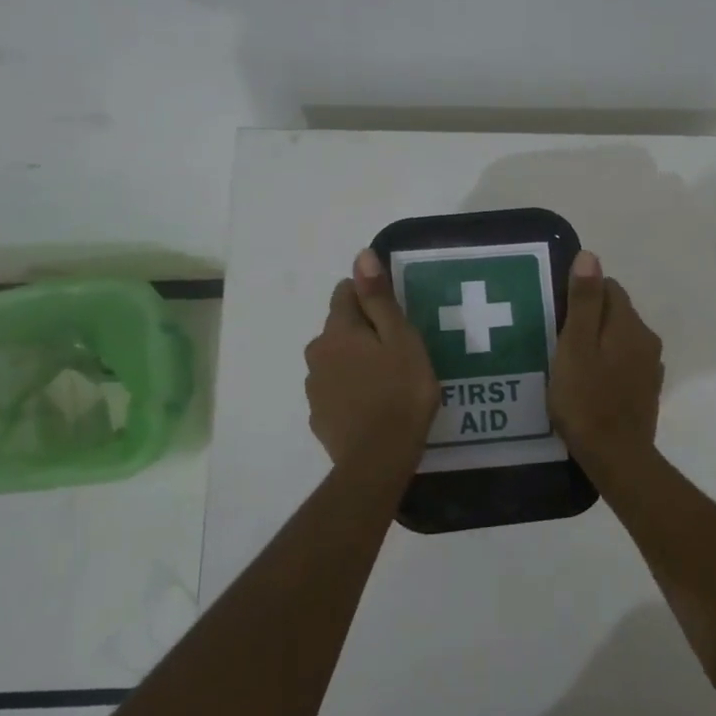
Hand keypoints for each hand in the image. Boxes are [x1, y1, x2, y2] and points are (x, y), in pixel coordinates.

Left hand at [305, 249, 440, 468]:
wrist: (378, 459)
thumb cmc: (400, 393)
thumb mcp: (401, 339)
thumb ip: (379, 298)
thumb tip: (361, 255)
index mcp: (338, 330)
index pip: (345, 292)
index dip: (371, 298)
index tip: (396, 317)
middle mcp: (317, 352)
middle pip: (340, 328)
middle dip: (364, 332)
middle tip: (398, 352)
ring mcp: (315, 386)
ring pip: (336, 359)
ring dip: (356, 362)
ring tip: (388, 382)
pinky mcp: (319, 415)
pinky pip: (335, 390)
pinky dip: (350, 391)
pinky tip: (373, 406)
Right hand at [549, 251, 664, 466]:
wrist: (616, 457)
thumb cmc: (586, 400)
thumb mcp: (575, 346)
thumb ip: (584, 301)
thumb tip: (590, 256)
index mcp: (630, 325)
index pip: (609, 287)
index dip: (581, 294)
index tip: (557, 314)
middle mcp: (647, 340)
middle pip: (616, 313)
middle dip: (590, 319)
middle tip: (557, 340)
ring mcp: (650, 368)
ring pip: (620, 340)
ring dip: (598, 343)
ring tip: (569, 363)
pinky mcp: (646, 391)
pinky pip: (624, 364)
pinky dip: (607, 366)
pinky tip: (588, 384)